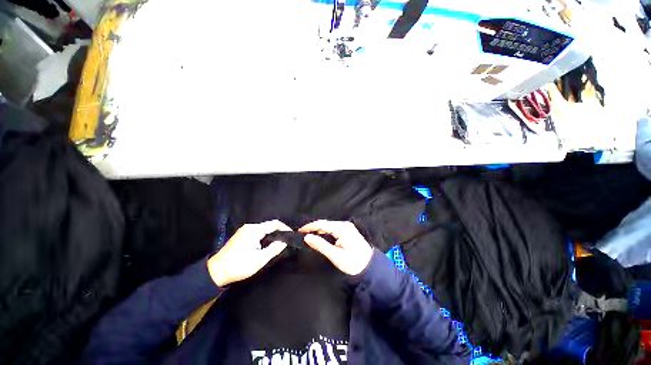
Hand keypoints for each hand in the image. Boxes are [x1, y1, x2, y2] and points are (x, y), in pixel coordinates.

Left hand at [208, 220, 290, 286]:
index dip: (285, 228)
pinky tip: (268, 244)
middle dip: (279, 231)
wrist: (215, 272)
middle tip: (287, 240)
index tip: (292, 235)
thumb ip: (274, 249)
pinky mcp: (242, 235)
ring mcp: (244, 230)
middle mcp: (249, 227)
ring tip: (280, 242)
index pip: (274, 224)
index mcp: (254, 230)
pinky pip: (258, 232)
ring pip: (264, 228)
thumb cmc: (238, 266)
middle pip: (269, 225)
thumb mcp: (259, 260)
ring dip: (272, 234)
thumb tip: (285, 241)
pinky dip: (265, 236)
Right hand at [299, 220, 372, 275]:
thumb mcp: (335, 255)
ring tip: (309, 236)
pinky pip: (334, 229)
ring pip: (329, 226)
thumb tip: (307, 237)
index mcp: (342, 228)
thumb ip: (320, 245)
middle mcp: (344, 224)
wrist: (370, 267)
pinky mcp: (348, 231)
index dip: (310, 226)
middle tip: (303, 235)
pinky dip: (326, 232)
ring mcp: (347, 227)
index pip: (322, 224)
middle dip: (314, 228)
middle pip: (325, 224)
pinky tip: (321, 237)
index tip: (299, 231)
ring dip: (319, 230)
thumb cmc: (353, 263)